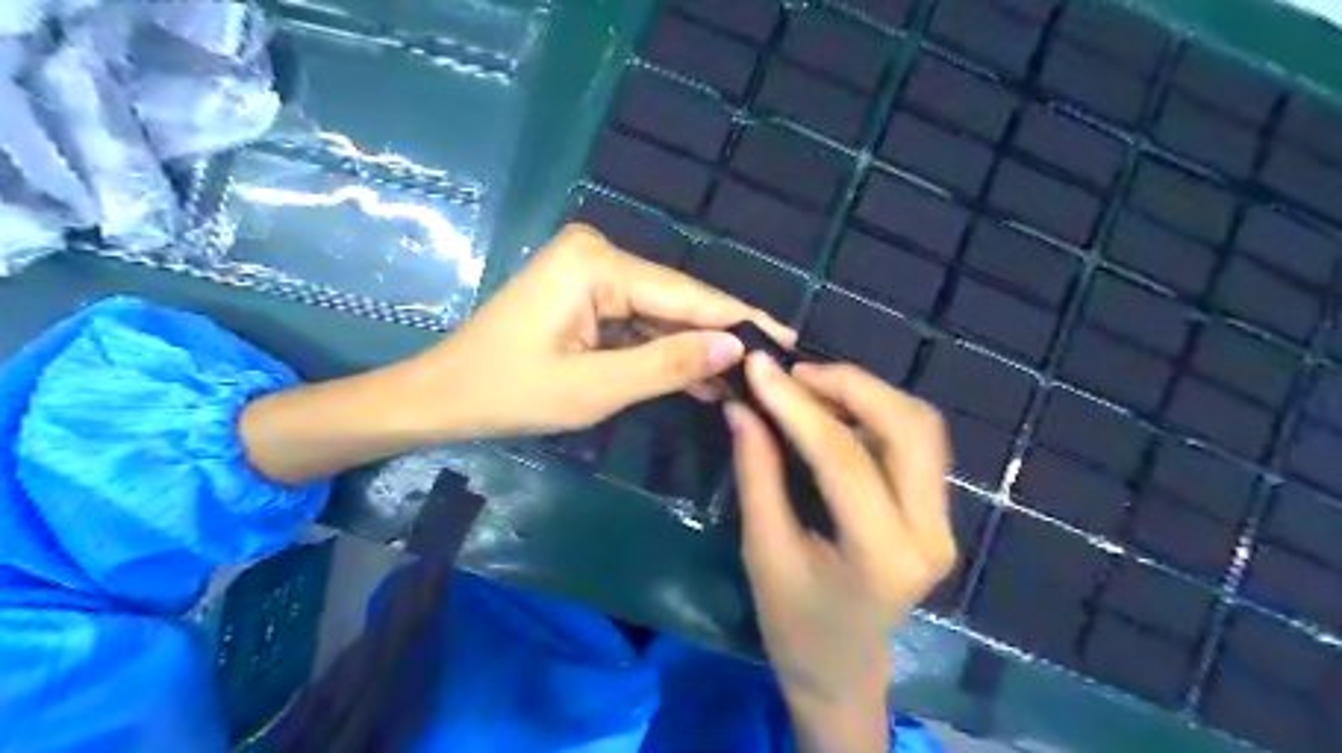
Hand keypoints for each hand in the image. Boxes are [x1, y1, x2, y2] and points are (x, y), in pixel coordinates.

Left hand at [400, 220, 794, 437]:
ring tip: (746, 383)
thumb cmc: (509, 394)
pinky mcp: (587, 293)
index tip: (789, 341)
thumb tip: (736, 347)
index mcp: (596, 264)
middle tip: (773, 371)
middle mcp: (599, 253)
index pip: (687, 294)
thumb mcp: (595, 389)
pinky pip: (639, 322)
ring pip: (661, 315)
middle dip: (721, 338)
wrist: (443, 396)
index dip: (740, 320)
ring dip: (695, 350)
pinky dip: (665, 352)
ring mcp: (592, 271)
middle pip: (677, 301)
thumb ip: (668, 364)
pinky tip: (702, 378)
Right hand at [723, 355, 952, 752]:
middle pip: (908, 427)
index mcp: (884, 556)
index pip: (844, 458)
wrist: (842, 668)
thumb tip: (743, 407)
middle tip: (793, 372)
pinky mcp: (936, 511)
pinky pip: (915, 441)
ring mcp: (943, 521)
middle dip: (850, 385)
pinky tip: (835, 410)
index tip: (759, 367)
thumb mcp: (764, 551)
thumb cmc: (795, 622)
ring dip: (866, 394)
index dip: (797, 405)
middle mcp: (930, 532)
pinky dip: (875, 412)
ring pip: (920, 426)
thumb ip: (757, 474)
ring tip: (809, 386)